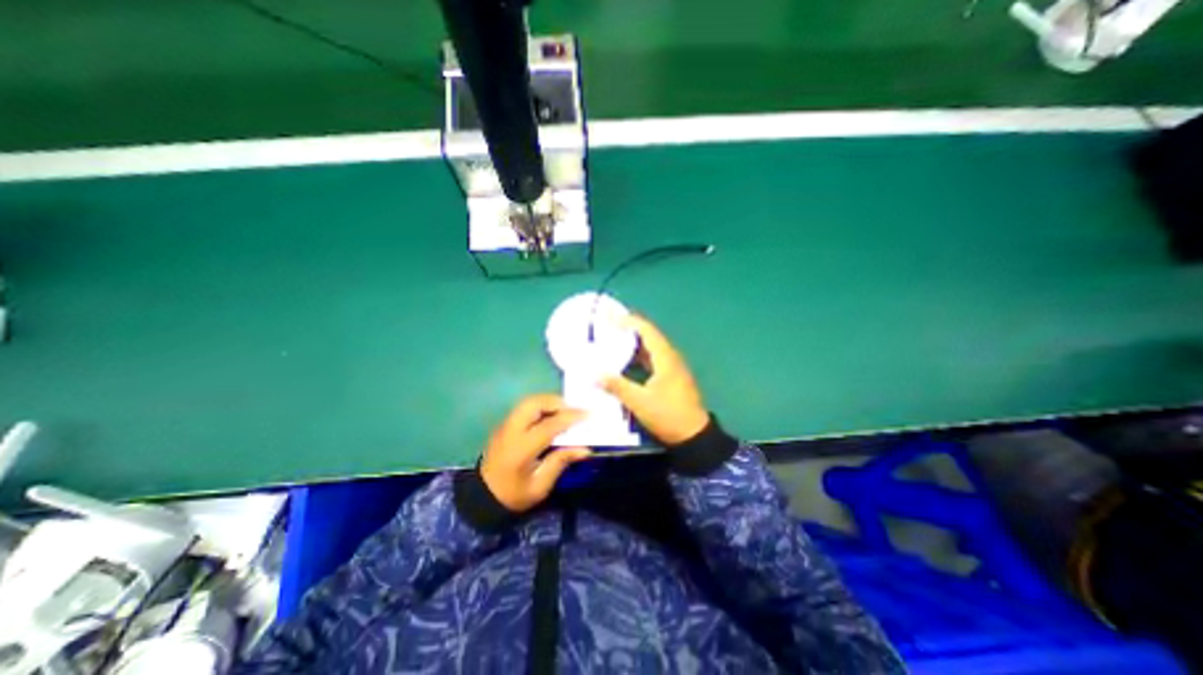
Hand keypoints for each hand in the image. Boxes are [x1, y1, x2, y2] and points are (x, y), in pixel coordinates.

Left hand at [481, 395, 589, 510]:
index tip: (587, 414)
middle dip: (556, 402)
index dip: (569, 417)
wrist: (482, 498)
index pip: (548, 425)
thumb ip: (560, 463)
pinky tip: (550, 415)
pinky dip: (540, 405)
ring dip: (548, 401)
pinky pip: (524, 407)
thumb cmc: (513, 495)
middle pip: (534, 403)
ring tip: (564, 410)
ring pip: (528, 401)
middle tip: (573, 409)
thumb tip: (585, 448)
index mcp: (521, 449)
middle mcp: (511, 431)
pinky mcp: (504, 424)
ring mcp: (505, 425)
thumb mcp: (539, 486)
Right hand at [598, 314, 705, 445]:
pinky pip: (653, 359)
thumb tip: (596, 375)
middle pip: (650, 336)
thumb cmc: (667, 415)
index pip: (647, 331)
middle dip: (631, 329)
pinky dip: (640, 356)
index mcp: (665, 358)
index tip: (612, 318)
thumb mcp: (639, 402)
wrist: (693, 436)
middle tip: (610, 327)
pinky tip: (627, 361)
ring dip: (635, 343)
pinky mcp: (672, 377)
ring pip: (652, 348)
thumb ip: (617, 386)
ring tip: (615, 340)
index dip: (630, 322)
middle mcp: (671, 358)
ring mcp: (673, 368)